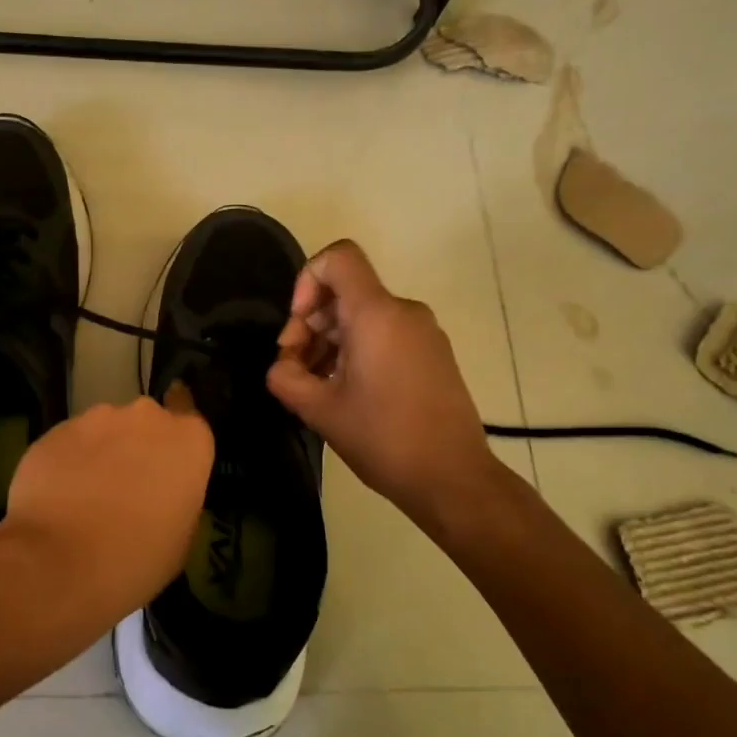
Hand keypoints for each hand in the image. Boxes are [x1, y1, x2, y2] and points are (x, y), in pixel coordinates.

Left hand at [0, 384, 213, 625]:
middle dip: (137, 446)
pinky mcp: (55, 430)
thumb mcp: (181, 539)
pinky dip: (67, 462)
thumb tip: (161, 494)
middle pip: (145, 423)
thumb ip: (177, 499)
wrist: (59, 561)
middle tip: (127, 487)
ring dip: (101, 453)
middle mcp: (146, 417)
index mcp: (188, 440)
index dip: (176, 438)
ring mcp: (96, 419)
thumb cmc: (137, 558)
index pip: (190, 414)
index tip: (166, 458)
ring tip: (86, 496)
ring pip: (104, 430)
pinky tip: (58, 497)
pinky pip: (69, 443)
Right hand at [265, 240, 505, 535]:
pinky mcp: (433, 353)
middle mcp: (404, 311)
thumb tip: (284, 364)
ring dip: (331, 342)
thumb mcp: (319, 410)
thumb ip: (285, 377)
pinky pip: (385, 334)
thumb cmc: (383, 439)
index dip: (306, 280)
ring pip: (363, 316)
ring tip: (318, 388)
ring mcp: (423, 332)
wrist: (452, 478)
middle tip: (297, 370)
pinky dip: (357, 351)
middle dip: (311, 324)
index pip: (338, 258)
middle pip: (345, 292)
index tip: (298, 326)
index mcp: (377, 314)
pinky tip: (347, 393)